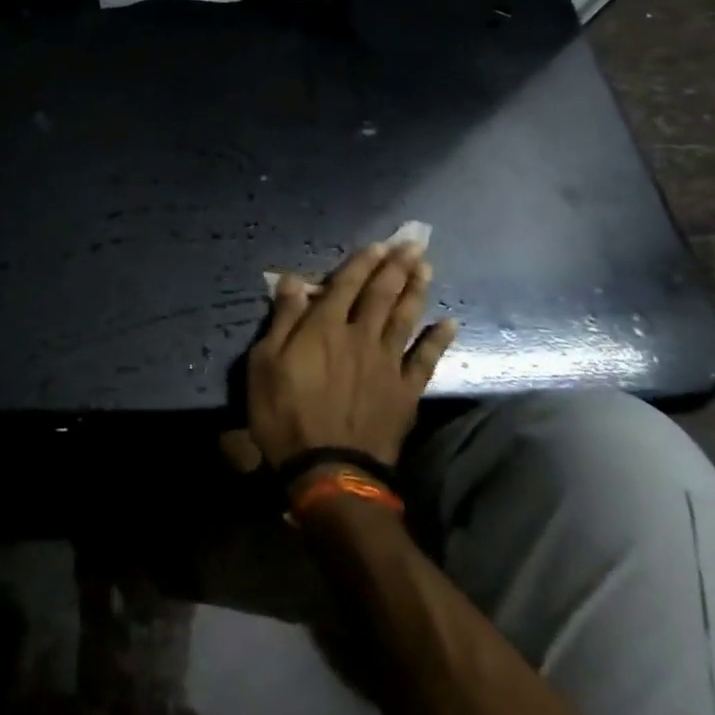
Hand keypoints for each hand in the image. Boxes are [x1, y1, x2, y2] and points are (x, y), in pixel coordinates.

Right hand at [247, 242, 457, 467]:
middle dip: (396, 267)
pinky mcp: (405, 392)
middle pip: (381, 295)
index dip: (362, 262)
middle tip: (413, 243)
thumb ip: (283, 319)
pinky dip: (438, 341)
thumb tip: (292, 279)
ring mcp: (387, 364)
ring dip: (416, 291)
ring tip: (427, 268)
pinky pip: (426, 361)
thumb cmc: (285, 414)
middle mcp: (360, 337)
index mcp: (324, 328)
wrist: (328, 471)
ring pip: (405, 319)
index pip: (345, 285)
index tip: (378, 243)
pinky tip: (449, 324)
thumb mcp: (265, 364)